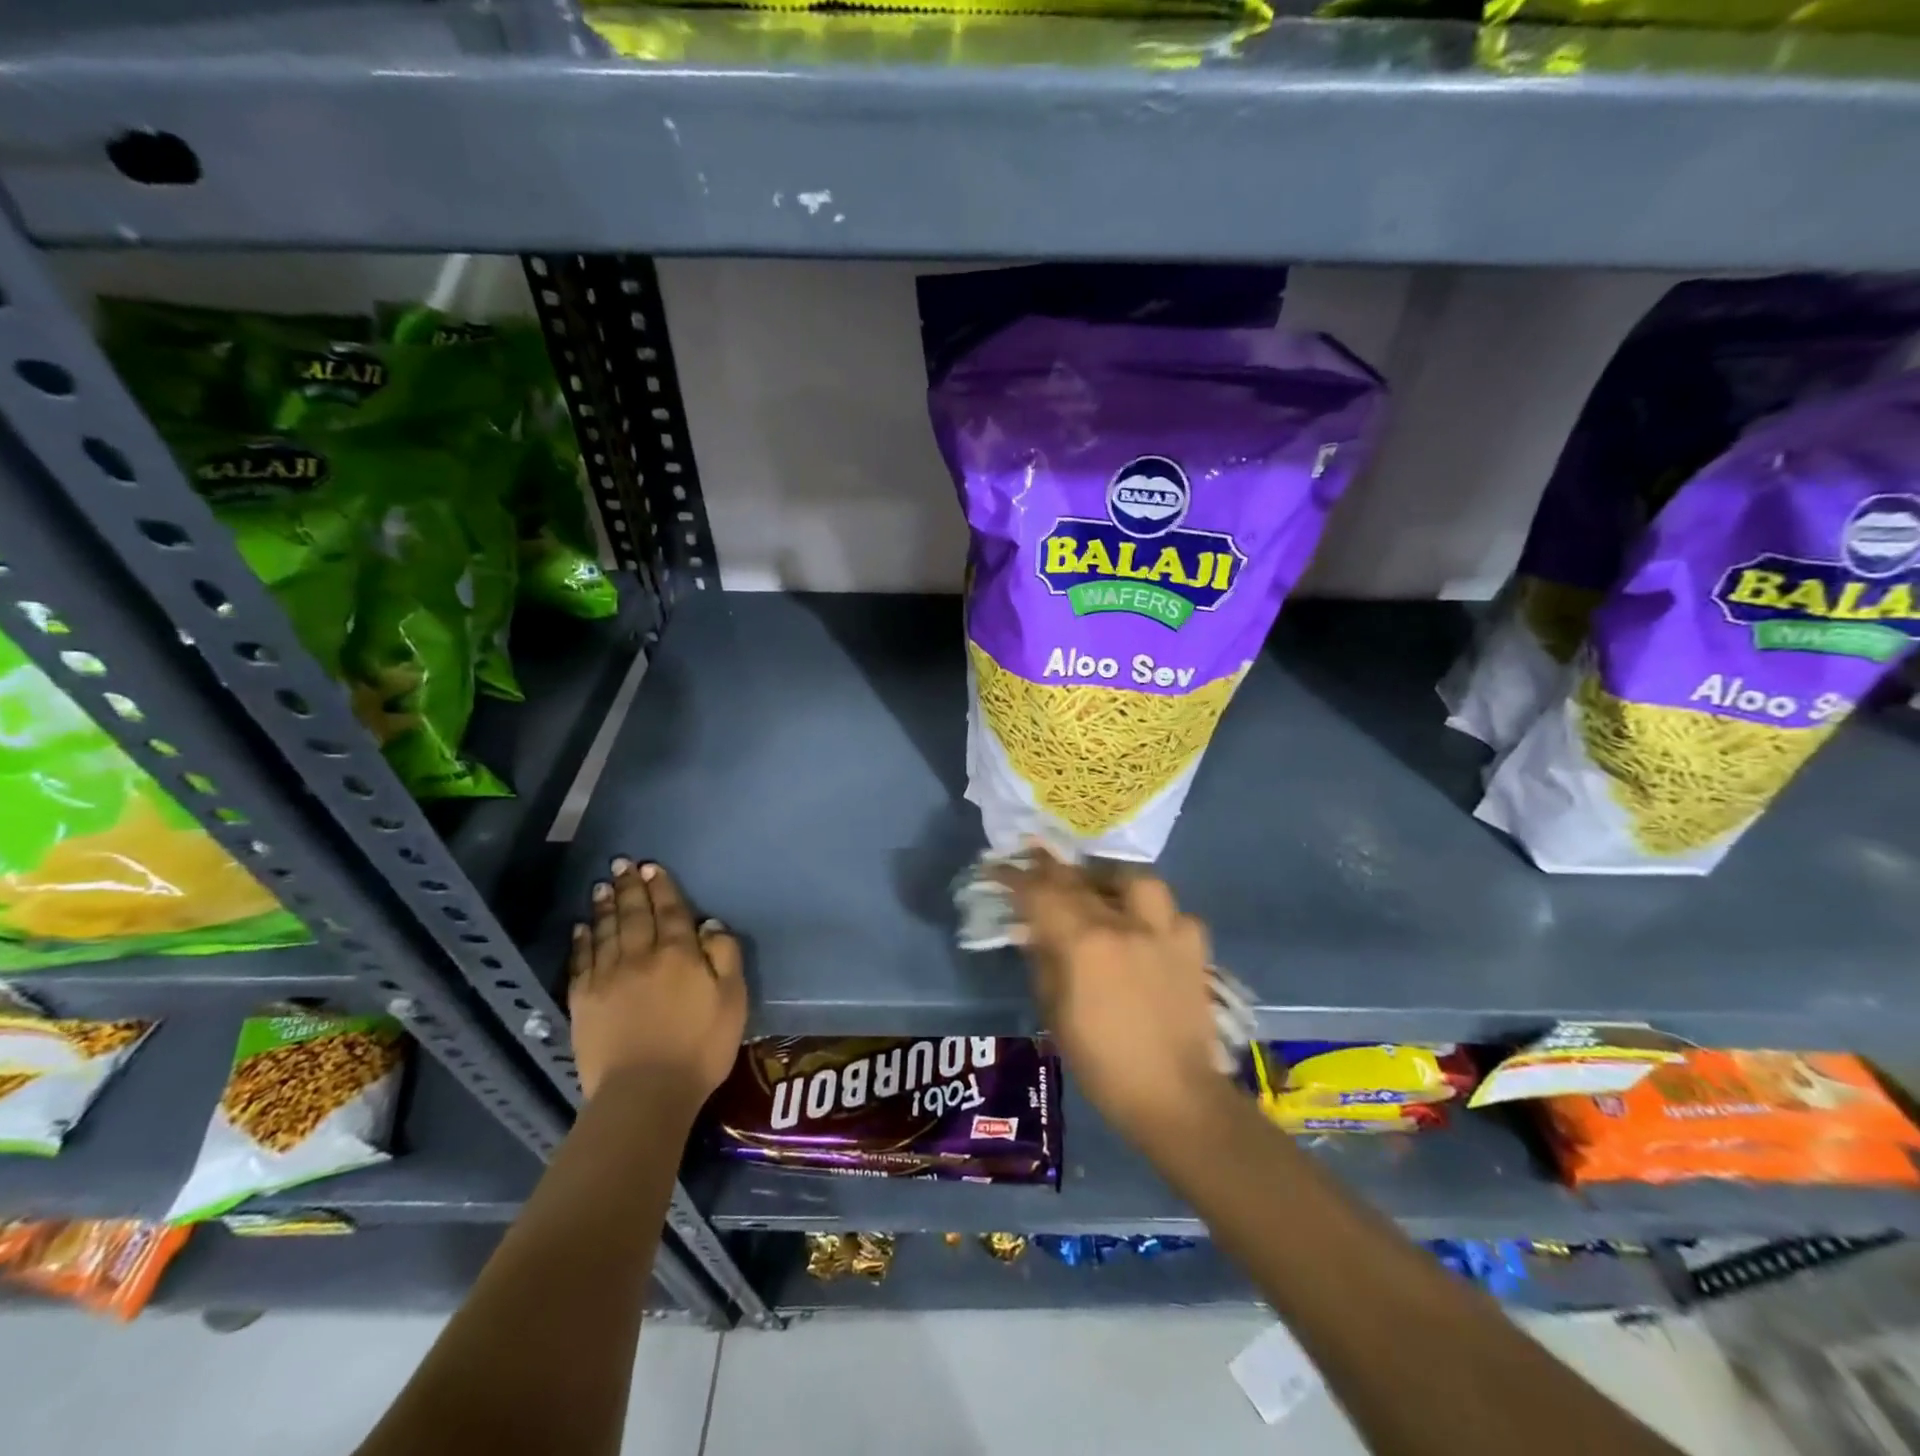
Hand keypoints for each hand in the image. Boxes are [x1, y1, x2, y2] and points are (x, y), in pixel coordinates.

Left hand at [568, 858, 747, 1107]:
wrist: (645, 1093)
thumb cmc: (700, 1047)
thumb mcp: (732, 999)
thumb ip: (725, 956)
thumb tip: (709, 924)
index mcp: (679, 954)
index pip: (670, 910)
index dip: (662, 887)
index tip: (652, 867)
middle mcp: (640, 956)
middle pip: (634, 914)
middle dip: (629, 887)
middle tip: (621, 864)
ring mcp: (607, 978)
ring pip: (606, 931)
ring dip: (605, 906)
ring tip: (602, 886)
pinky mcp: (583, 1002)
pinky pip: (581, 961)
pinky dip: (582, 941)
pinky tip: (581, 927)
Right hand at [993, 848, 1225, 1149]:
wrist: (1176, 1097)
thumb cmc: (1103, 1064)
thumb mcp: (1056, 1013)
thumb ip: (1043, 961)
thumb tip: (1030, 929)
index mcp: (1085, 943)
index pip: (1041, 894)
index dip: (1016, 877)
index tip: (999, 868)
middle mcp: (1125, 924)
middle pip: (1081, 879)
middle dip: (1051, 867)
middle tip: (1035, 858)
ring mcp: (1165, 930)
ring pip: (1135, 880)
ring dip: (1111, 880)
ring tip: (1100, 891)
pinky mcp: (1195, 946)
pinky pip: (1173, 912)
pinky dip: (1154, 915)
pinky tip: (1146, 930)